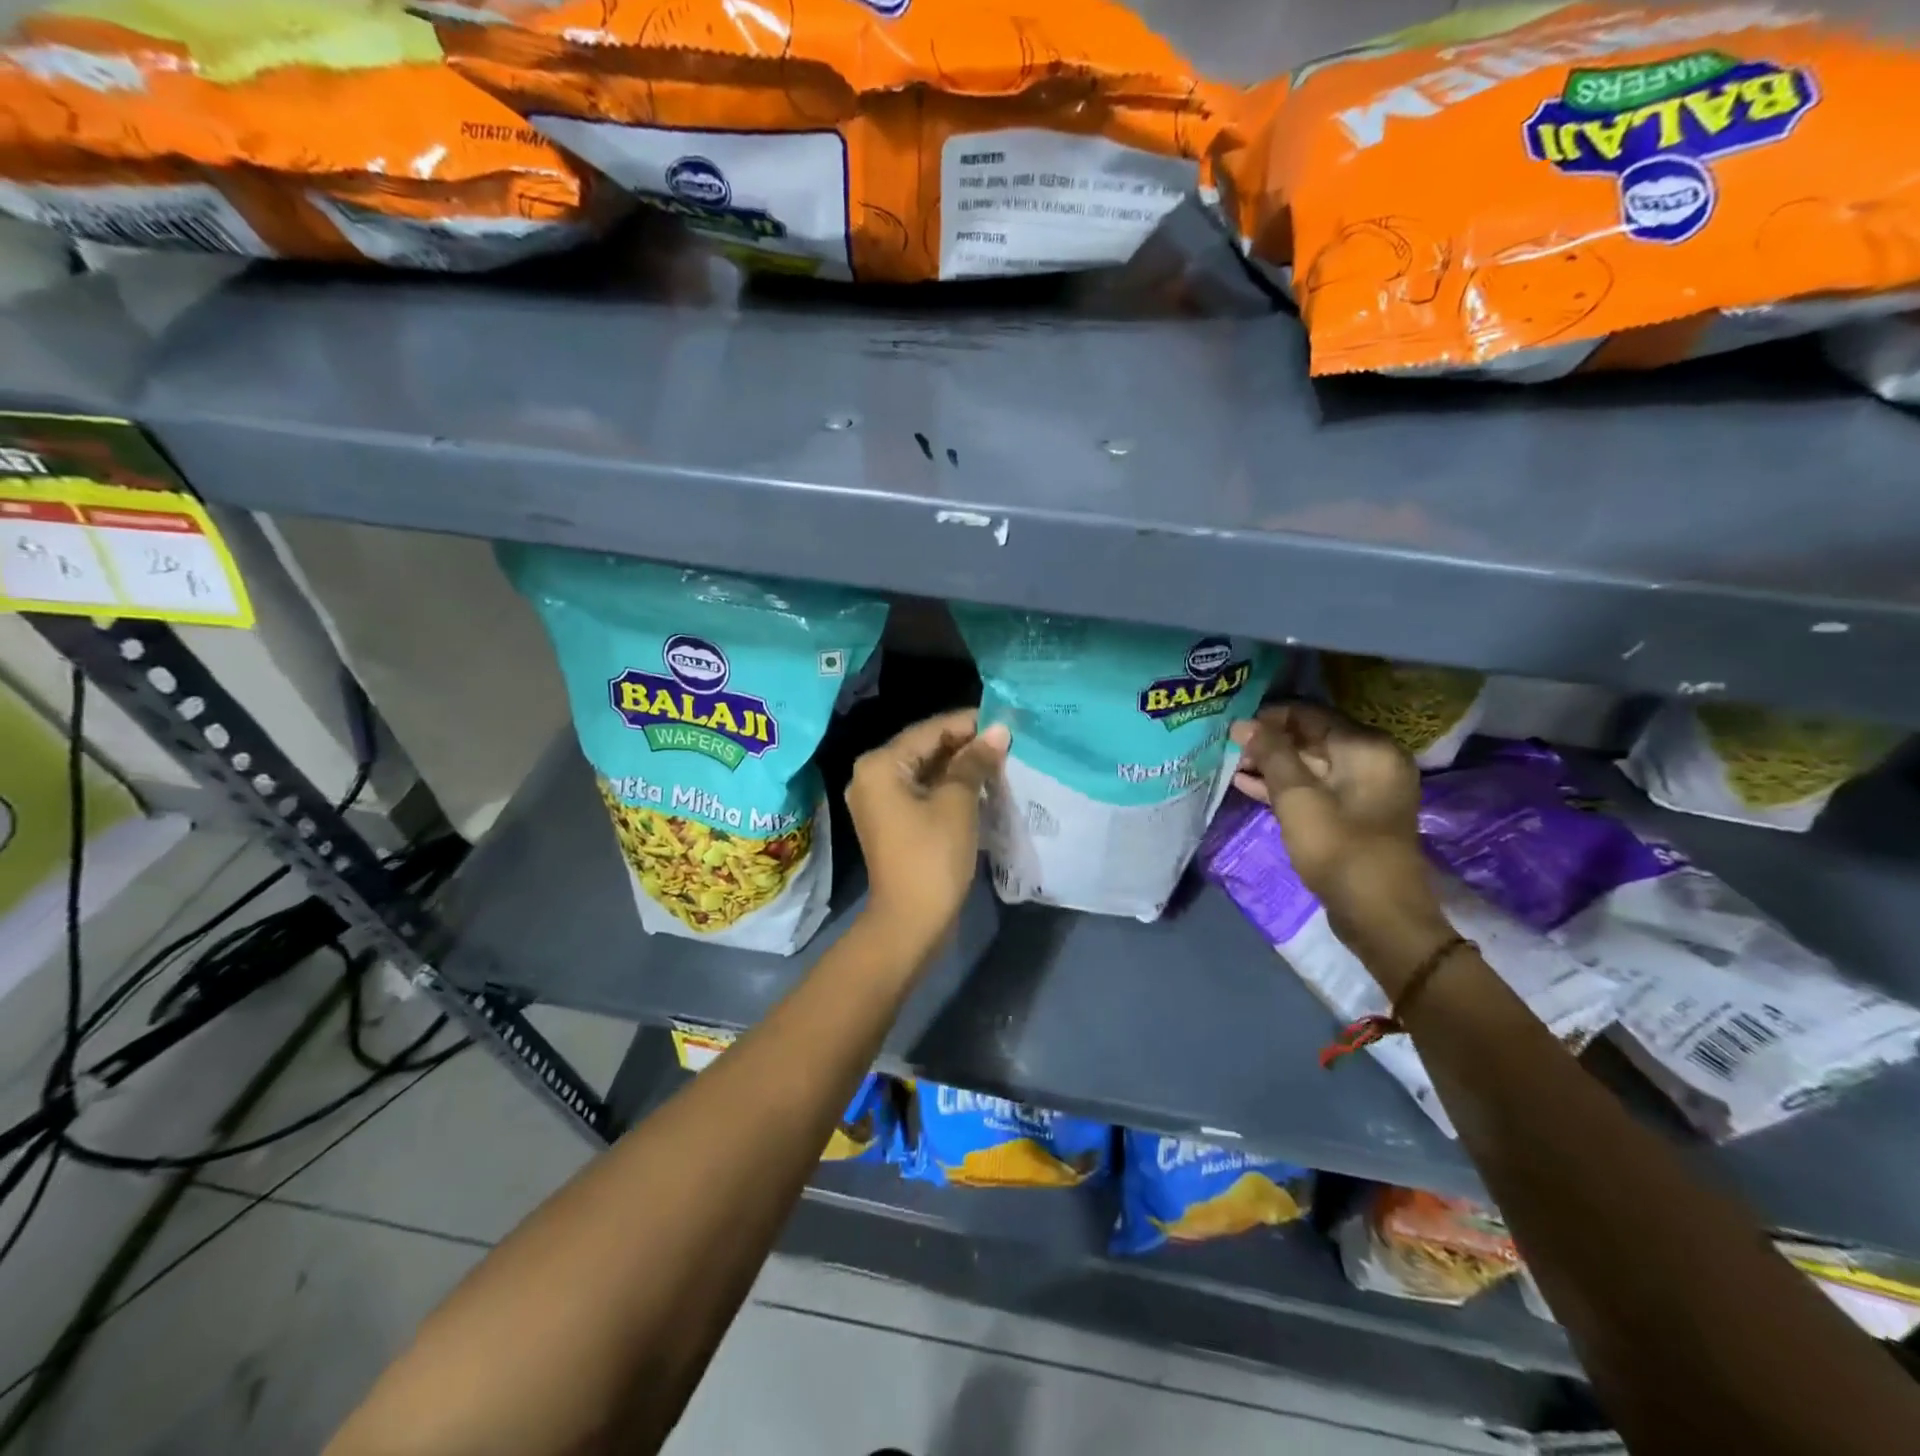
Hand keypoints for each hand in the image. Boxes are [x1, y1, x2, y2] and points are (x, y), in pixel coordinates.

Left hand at [847, 709, 1009, 951]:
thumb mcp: (958, 803)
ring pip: (924, 771)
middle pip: (924, 748)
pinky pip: (921, 792)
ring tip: (999, 763)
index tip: (1005, 721)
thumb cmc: (933, 856)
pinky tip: (980, 787)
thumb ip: (975, 762)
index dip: (968, 724)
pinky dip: (948, 788)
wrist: (910, 922)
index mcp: (880, 765)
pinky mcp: (891, 822)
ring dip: (959, 767)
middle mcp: (871, 777)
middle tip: (1006, 744)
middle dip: (965, 746)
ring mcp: (878, 802)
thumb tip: (998, 731)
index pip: (929, 730)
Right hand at [1230, 703, 1449, 990]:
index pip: (1310, 714)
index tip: (1233, 729)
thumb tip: (1243, 723)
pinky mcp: (1355, 814)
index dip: (1269, 718)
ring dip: (1273, 766)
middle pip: (1312, 737)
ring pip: (1311, 764)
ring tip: (1232, 767)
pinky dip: (1286, 787)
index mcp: (1367, 747)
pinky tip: (1249, 787)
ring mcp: (1365, 789)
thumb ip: (1271, 754)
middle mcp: (1372, 760)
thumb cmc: (1338, 849)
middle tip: (1229, 750)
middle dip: (1269, 742)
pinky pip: (1316, 788)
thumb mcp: (1297, 798)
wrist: (1379, 915)